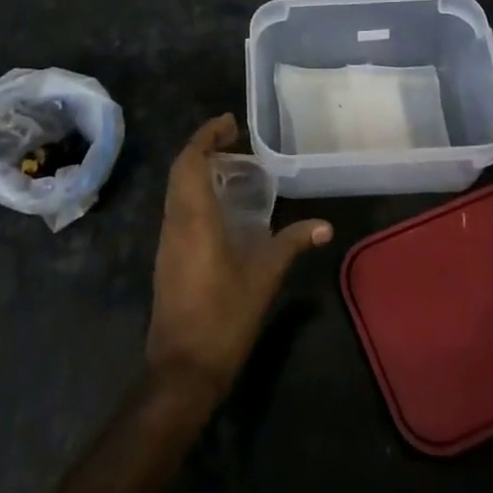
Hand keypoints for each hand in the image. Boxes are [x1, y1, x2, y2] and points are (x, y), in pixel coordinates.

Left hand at [145, 115, 331, 400]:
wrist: (181, 370)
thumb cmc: (223, 317)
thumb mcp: (264, 277)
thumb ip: (292, 244)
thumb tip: (325, 226)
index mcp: (194, 216)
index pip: (191, 160)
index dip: (207, 135)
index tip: (230, 122)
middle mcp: (175, 220)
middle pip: (180, 169)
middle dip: (203, 146)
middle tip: (233, 138)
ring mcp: (167, 240)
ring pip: (175, 188)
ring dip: (196, 168)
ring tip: (230, 164)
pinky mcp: (167, 257)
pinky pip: (177, 207)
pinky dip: (194, 190)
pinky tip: (219, 204)